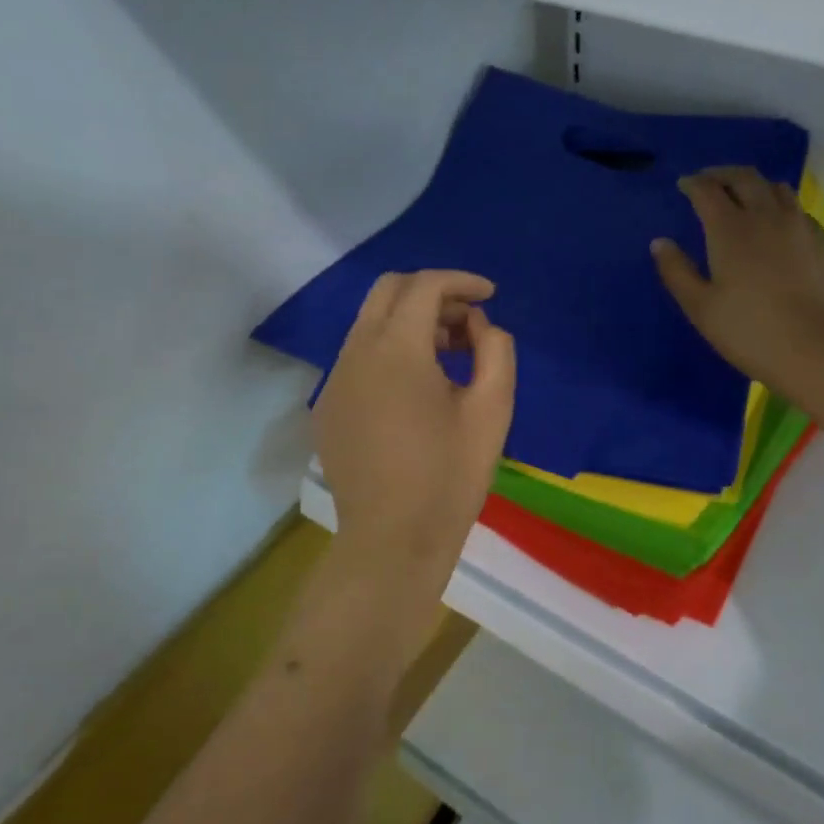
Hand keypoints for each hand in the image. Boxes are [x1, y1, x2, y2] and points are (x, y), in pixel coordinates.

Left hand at [314, 270, 516, 575]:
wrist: (393, 542)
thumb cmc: (449, 477)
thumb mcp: (492, 411)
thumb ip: (495, 351)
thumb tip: (480, 326)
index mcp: (396, 350)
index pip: (424, 286)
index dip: (461, 281)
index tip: (490, 295)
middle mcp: (355, 353)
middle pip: (388, 291)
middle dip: (432, 294)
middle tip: (468, 322)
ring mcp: (335, 381)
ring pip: (370, 324)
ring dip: (411, 323)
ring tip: (450, 357)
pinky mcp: (328, 408)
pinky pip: (359, 358)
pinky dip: (389, 352)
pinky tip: (416, 390)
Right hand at [652, 167, 823, 394]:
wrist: (821, 350)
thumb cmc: (750, 331)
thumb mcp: (701, 307)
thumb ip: (677, 271)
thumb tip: (660, 243)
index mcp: (730, 228)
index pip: (708, 190)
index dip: (693, 183)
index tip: (684, 184)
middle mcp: (767, 215)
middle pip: (745, 178)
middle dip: (723, 174)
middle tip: (710, 181)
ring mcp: (801, 226)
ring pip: (777, 189)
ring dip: (755, 185)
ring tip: (744, 197)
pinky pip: (799, 210)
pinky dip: (781, 206)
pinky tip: (779, 225)